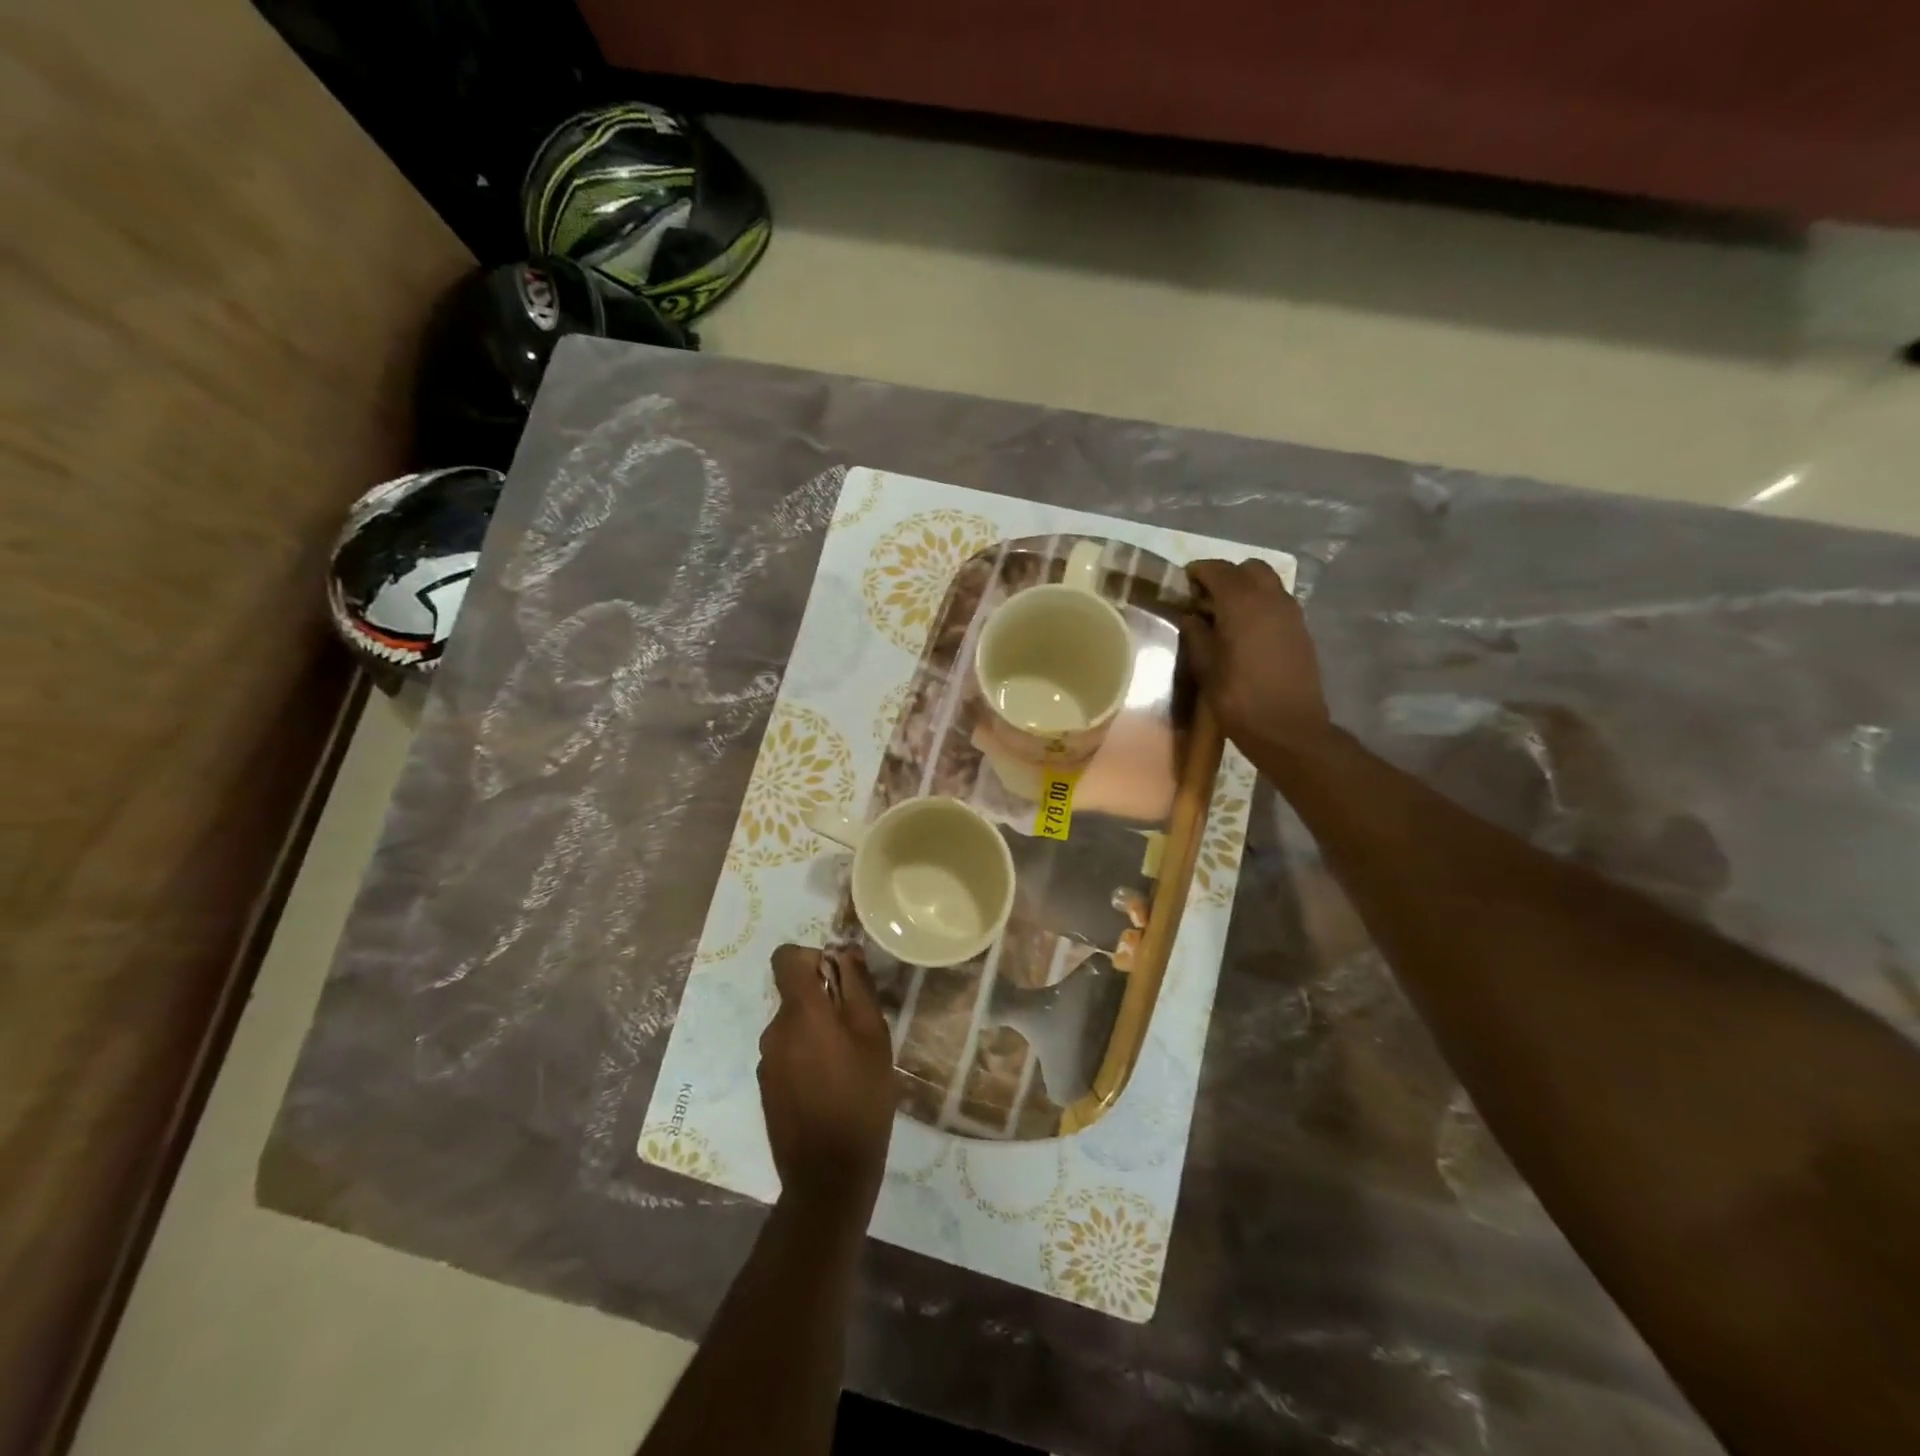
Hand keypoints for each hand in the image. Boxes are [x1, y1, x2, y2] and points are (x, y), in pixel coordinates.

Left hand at [759, 944, 896, 1224]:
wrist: (828, 1176)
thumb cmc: (861, 1098)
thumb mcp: (873, 1036)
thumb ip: (857, 987)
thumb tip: (844, 951)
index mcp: (800, 1011)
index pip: (786, 957)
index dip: (812, 957)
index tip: (839, 978)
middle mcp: (774, 1030)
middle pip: (794, 994)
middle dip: (824, 1000)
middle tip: (858, 1029)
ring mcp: (766, 1061)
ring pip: (793, 1025)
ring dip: (817, 1031)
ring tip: (849, 1062)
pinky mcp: (766, 1087)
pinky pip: (787, 1053)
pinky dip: (807, 1056)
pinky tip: (831, 1086)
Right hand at [1181, 559, 1331, 756]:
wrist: (1289, 729)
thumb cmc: (1239, 700)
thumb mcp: (1206, 669)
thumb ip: (1197, 635)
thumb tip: (1192, 616)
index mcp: (1242, 604)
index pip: (1219, 570)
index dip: (1199, 571)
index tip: (1184, 581)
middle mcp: (1271, 599)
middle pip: (1249, 568)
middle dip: (1226, 575)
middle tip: (1206, 597)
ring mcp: (1291, 613)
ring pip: (1268, 582)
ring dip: (1246, 588)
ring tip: (1225, 614)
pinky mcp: (1301, 630)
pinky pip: (1278, 602)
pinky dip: (1260, 604)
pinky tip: (1246, 630)